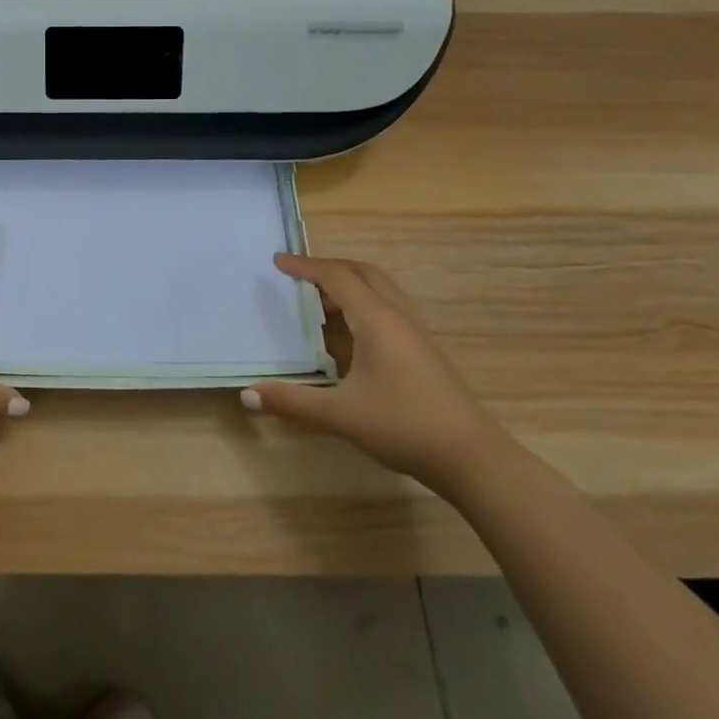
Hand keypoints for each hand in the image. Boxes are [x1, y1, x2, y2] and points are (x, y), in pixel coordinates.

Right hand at [242, 254, 504, 491]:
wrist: (472, 457)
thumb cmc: (403, 425)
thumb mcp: (340, 414)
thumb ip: (292, 401)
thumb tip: (246, 395)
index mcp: (375, 318)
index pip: (335, 277)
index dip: (304, 266)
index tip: (277, 261)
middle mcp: (397, 315)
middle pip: (362, 273)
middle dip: (329, 268)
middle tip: (299, 276)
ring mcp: (416, 332)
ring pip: (381, 289)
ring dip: (350, 285)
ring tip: (321, 302)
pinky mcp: (426, 350)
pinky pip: (390, 308)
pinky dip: (365, 304)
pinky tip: (353, 335)